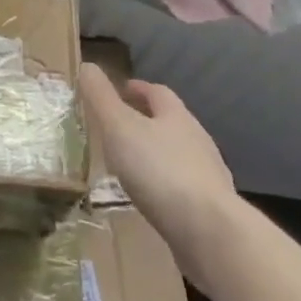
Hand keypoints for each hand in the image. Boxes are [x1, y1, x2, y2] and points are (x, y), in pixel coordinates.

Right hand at [80, 63, 240, 258]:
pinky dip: (166, 189)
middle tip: (120, 129)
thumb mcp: (119, 127)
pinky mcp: (213, 212)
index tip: (121, 91)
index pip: (158, 93)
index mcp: (177, 116)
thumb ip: (101, 97)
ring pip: (179, 157)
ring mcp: (209, 178)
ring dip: (157, 157)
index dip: (138, 89)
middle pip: (172, 123)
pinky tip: (153, 202)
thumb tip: (87, 65)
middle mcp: (198, 141)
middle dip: (148, 122)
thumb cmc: (160, 170)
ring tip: (132, 168)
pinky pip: (185, 191)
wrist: (211, 234)